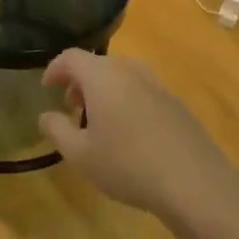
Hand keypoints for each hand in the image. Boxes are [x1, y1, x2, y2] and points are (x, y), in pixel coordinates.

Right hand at [37, 50, 238, 221]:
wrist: (193, 181)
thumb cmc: (126, 164)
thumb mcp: (79, 154)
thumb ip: (56, 130)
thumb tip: (45, 116)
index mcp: (103, 76)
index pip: (71, 57)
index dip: (55, 69)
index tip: (47, 88)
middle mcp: (130, 71)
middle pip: (98, 64)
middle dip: (80, 82)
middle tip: (72, 108)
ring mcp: (157, 85)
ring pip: (122, 77)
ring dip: (105, 92)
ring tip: (99, 122)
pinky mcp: (176, 103)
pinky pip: (142, 92)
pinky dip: (127, 101)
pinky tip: (129, 134)